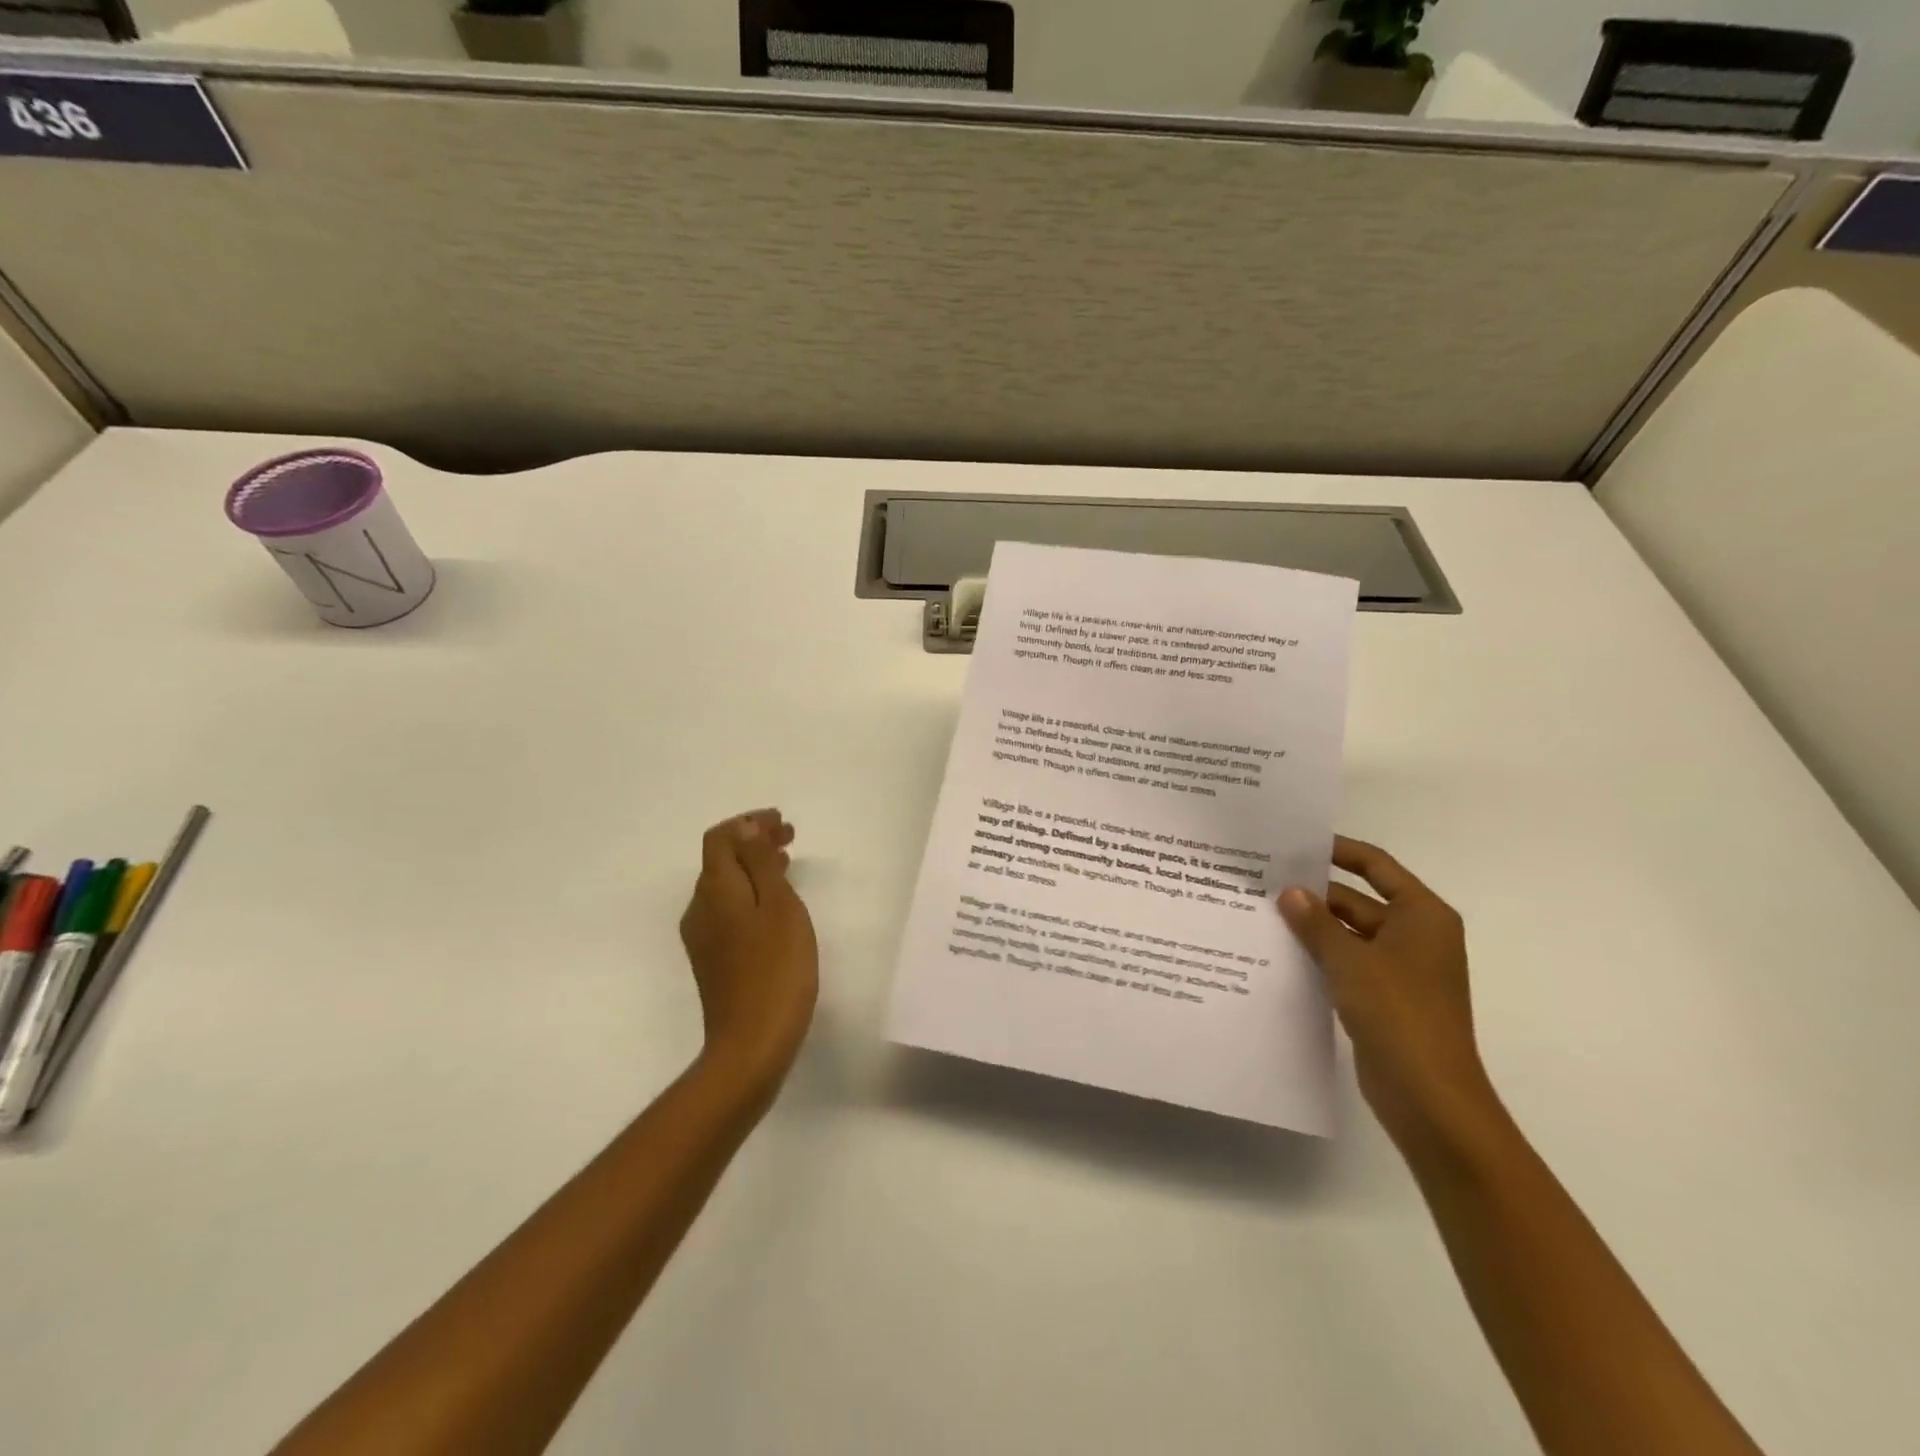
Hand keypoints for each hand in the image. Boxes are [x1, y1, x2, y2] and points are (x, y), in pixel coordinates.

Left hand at [679, 810, 818, 1087]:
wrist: (751, 1045)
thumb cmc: (776, 969)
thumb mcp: (778, 906)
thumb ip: (759, 863)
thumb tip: (744, 829)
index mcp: (715, 890)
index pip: (720, 839)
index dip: (748, 823)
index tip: (781, 822)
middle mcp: (700, 908)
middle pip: (721, 860)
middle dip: (754, 842)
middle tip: (790, 837)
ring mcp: (704, 937)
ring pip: (727, 885)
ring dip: (754, 866)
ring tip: (788, 862)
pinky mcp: (714, 960)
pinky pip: (730, 909)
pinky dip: (752, 893)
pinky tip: (775, 904)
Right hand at [1278, 836, 1498, 1147]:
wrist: (1429, 1096)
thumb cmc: (1398, 1013)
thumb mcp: (1350, 960)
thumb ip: (1316, 922)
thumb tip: (1289, 891)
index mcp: (1421, 916)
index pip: (1376, 866)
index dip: (1339, 851)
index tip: (1296, 843)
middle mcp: (1415, 936)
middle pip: (1358, 900)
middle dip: (1315, 894)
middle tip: (1263, 881)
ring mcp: (1400, 969)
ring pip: (1348, 934)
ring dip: (1312, 927)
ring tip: (1261, 913)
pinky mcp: (1384, 998)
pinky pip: (1346, 964)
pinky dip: (1319, 956)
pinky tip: (1279, 952)